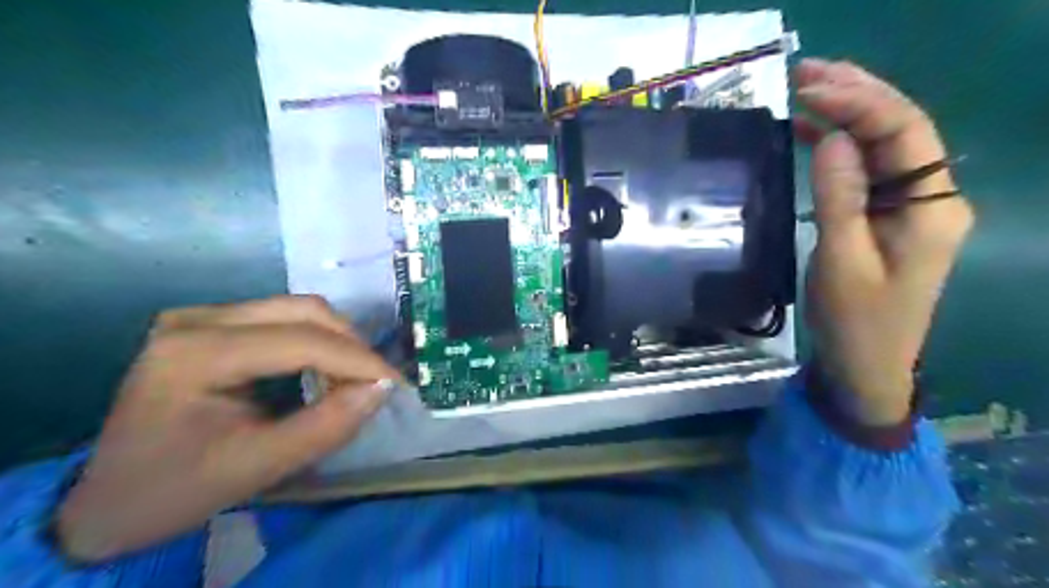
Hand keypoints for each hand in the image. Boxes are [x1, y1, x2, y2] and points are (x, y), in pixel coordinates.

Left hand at [55, 296, 396, 561]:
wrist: (105, 499)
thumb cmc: (173, 489)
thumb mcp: (255, 468)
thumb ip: (325, 427)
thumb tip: (381, 389)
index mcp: (195, 353)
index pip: (300, 341)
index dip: (358, 360)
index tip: (397, 383)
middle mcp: (198, 318)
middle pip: (303, 311)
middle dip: (351, 346)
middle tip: (374, 383)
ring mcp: (203, 315)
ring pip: (298, 309)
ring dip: (337, 342)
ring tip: (350, 380)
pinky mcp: (212, 323)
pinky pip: (284, 319)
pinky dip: (317, 342)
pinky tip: (323, 371)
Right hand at [796, 61, 975, 425]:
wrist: (866, 365)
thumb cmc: (856, 320)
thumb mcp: (842, 260)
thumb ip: (840, 197)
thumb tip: (832, 137)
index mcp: (932, 206)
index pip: (904, 131)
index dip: (859, 101)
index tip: (809, 87)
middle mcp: (931, 197)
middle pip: (901, 129)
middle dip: (857, 94)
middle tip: (807, 72)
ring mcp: (910, 207)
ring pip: (884, 146)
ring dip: (848, 115)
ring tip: (807, 91)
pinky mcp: (886, 218)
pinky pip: (868, 171)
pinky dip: (840, 148)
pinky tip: (814, 135)